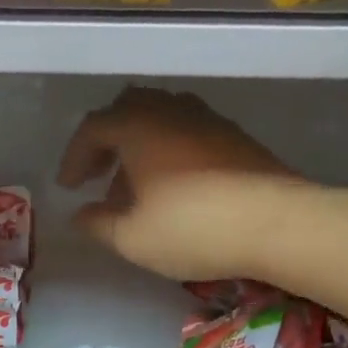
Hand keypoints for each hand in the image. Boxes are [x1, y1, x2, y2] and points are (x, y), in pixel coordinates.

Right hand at [56, 87, 300, 281]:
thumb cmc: (192, 228)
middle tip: (98, 174)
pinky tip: (174, 186)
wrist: (278, 223)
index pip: (93, 128)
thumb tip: (81, 215)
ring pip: (161, 118)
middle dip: (107, 141)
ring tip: (136, 184)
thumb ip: (97, 224)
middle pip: (128, 109)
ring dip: (139, 145)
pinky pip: (188, 131)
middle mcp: (170, 111)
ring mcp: (207, 120)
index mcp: (137, 126)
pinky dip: (169, 150)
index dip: (74, 157)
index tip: (68, 187)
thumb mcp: (132, 238)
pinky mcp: (235, 136)